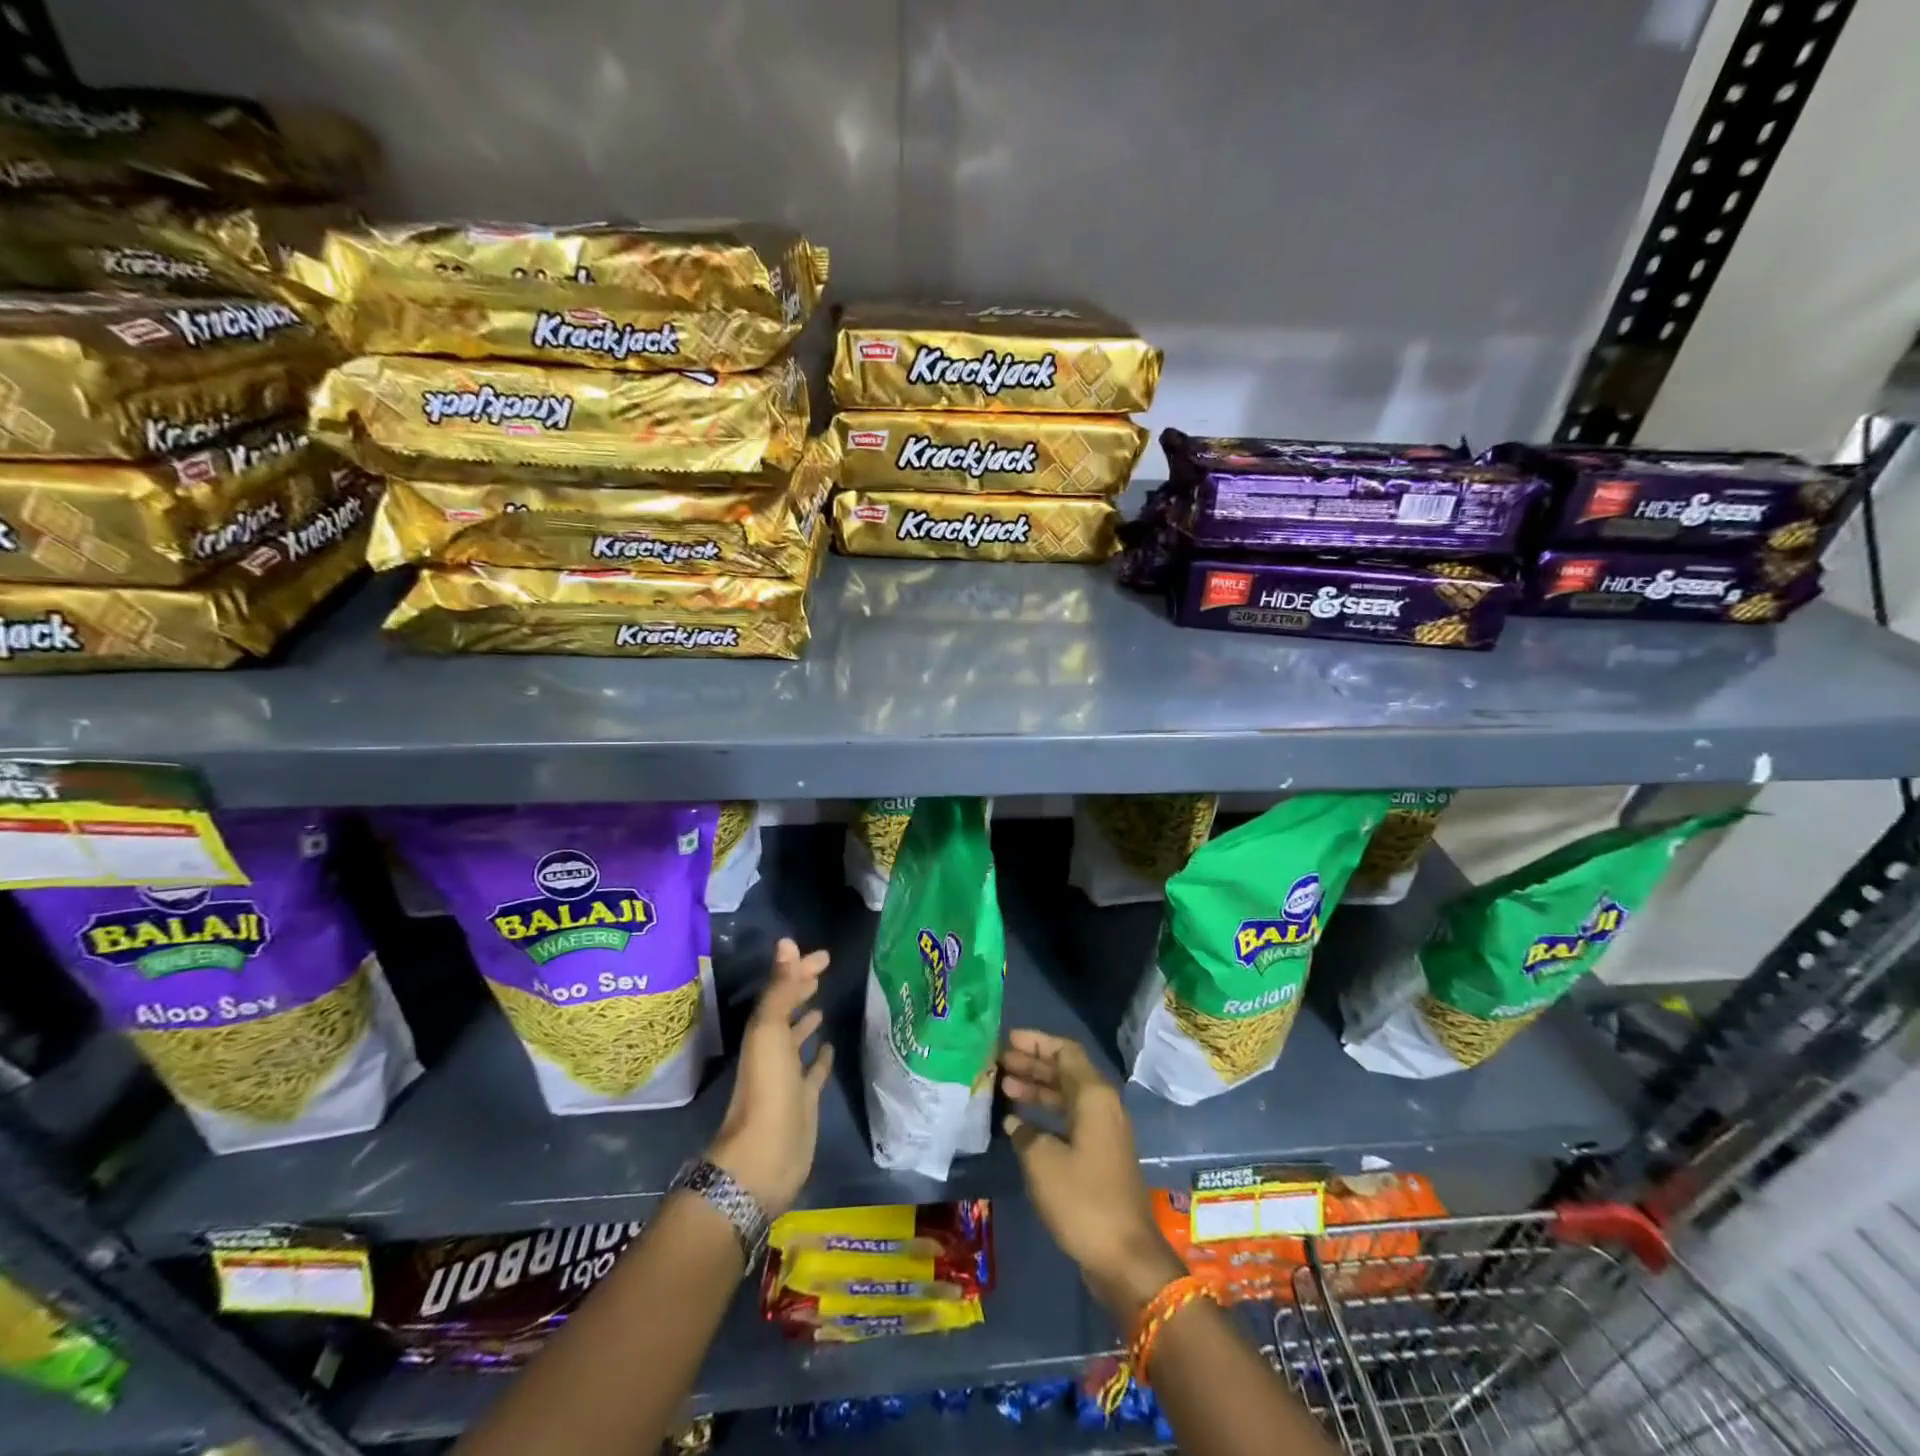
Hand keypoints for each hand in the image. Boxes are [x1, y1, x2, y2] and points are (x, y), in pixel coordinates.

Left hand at [707, 938, 833, 1216]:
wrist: (766, 1156)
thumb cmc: (768, 1088)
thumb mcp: (771, 1031)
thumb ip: (781, 988)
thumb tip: (788, 942)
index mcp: (763, 1032)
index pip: (781, 991)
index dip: (798, 971)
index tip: (824, 956)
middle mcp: (773, 1050)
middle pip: (787, 1012)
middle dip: (801, 990)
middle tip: (822, 971)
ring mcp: (788, 1077)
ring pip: (798, 1041)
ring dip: (807, 1022)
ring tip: (822, 1005)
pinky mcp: (805, 1101)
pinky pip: (814, 1072)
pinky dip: (820, 1057)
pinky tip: (830, 1047)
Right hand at [1000, 1030, 1184, 1318]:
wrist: (1125, 1257)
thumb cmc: (1082, 1200)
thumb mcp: (1042, 1161)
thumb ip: (1024, 1132)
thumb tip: (1014, 1121)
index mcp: (1094, 1096)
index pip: (1065, 1052)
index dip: (1037, 1042)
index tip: (1008, 1040)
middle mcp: (1103, 1106)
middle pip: (1066, 1072)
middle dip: (1033, 1064)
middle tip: (999, 1062)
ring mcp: (1104, 1131)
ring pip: (1067, 1096)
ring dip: (1038, 1089)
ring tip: (1004, 1087)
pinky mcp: (1101, 1155)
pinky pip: (1070, 1119)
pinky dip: (1046, 1114)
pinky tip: (1020, 1123)